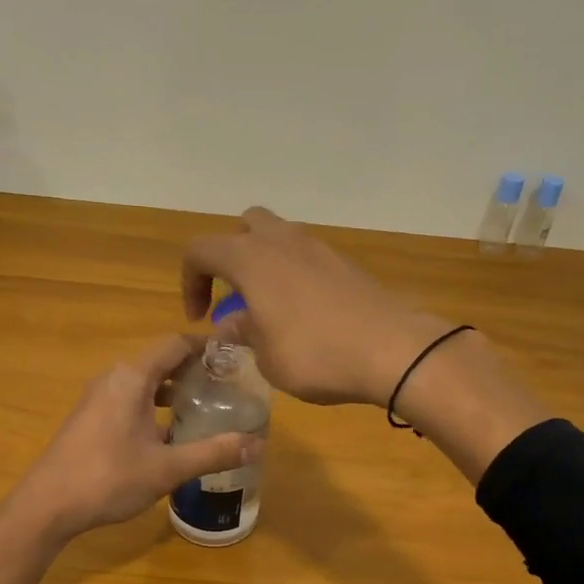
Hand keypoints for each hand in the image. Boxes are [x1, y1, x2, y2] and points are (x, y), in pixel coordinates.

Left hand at [12, 333, 262, 540]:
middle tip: (226, 386)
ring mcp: (97, 398)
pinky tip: (168, 433)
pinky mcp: (89, 418)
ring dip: (172, 389)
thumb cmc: (108, 478)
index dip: (206, 346)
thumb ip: (213, 453)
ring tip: (202, 408)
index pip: (175, 343)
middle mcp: (113, 378)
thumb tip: (257, 444)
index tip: (234, 358)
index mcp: (132, 377)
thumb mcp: (167, 468)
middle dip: (193, 370)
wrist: (46, 506)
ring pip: (143, 382)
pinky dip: (152, 405)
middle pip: (159, 360)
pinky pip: (128, 398)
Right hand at [182, 207, 452, 406]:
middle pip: (244, 227)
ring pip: (279, 238)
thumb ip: (243, 333)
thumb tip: (232, 323)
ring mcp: (318, 248)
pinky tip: (302, 313)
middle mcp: (282, 242)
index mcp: (251, 259)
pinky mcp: (345, 264)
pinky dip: (293, 275)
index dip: (190, 282)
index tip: (200, 318)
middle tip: (234, 296)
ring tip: (268, 307)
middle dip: (230, 257)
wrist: (393, 350)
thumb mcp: (266, 356)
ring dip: (264, 264)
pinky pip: (306, 257)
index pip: (200, 250)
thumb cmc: (316, 355)